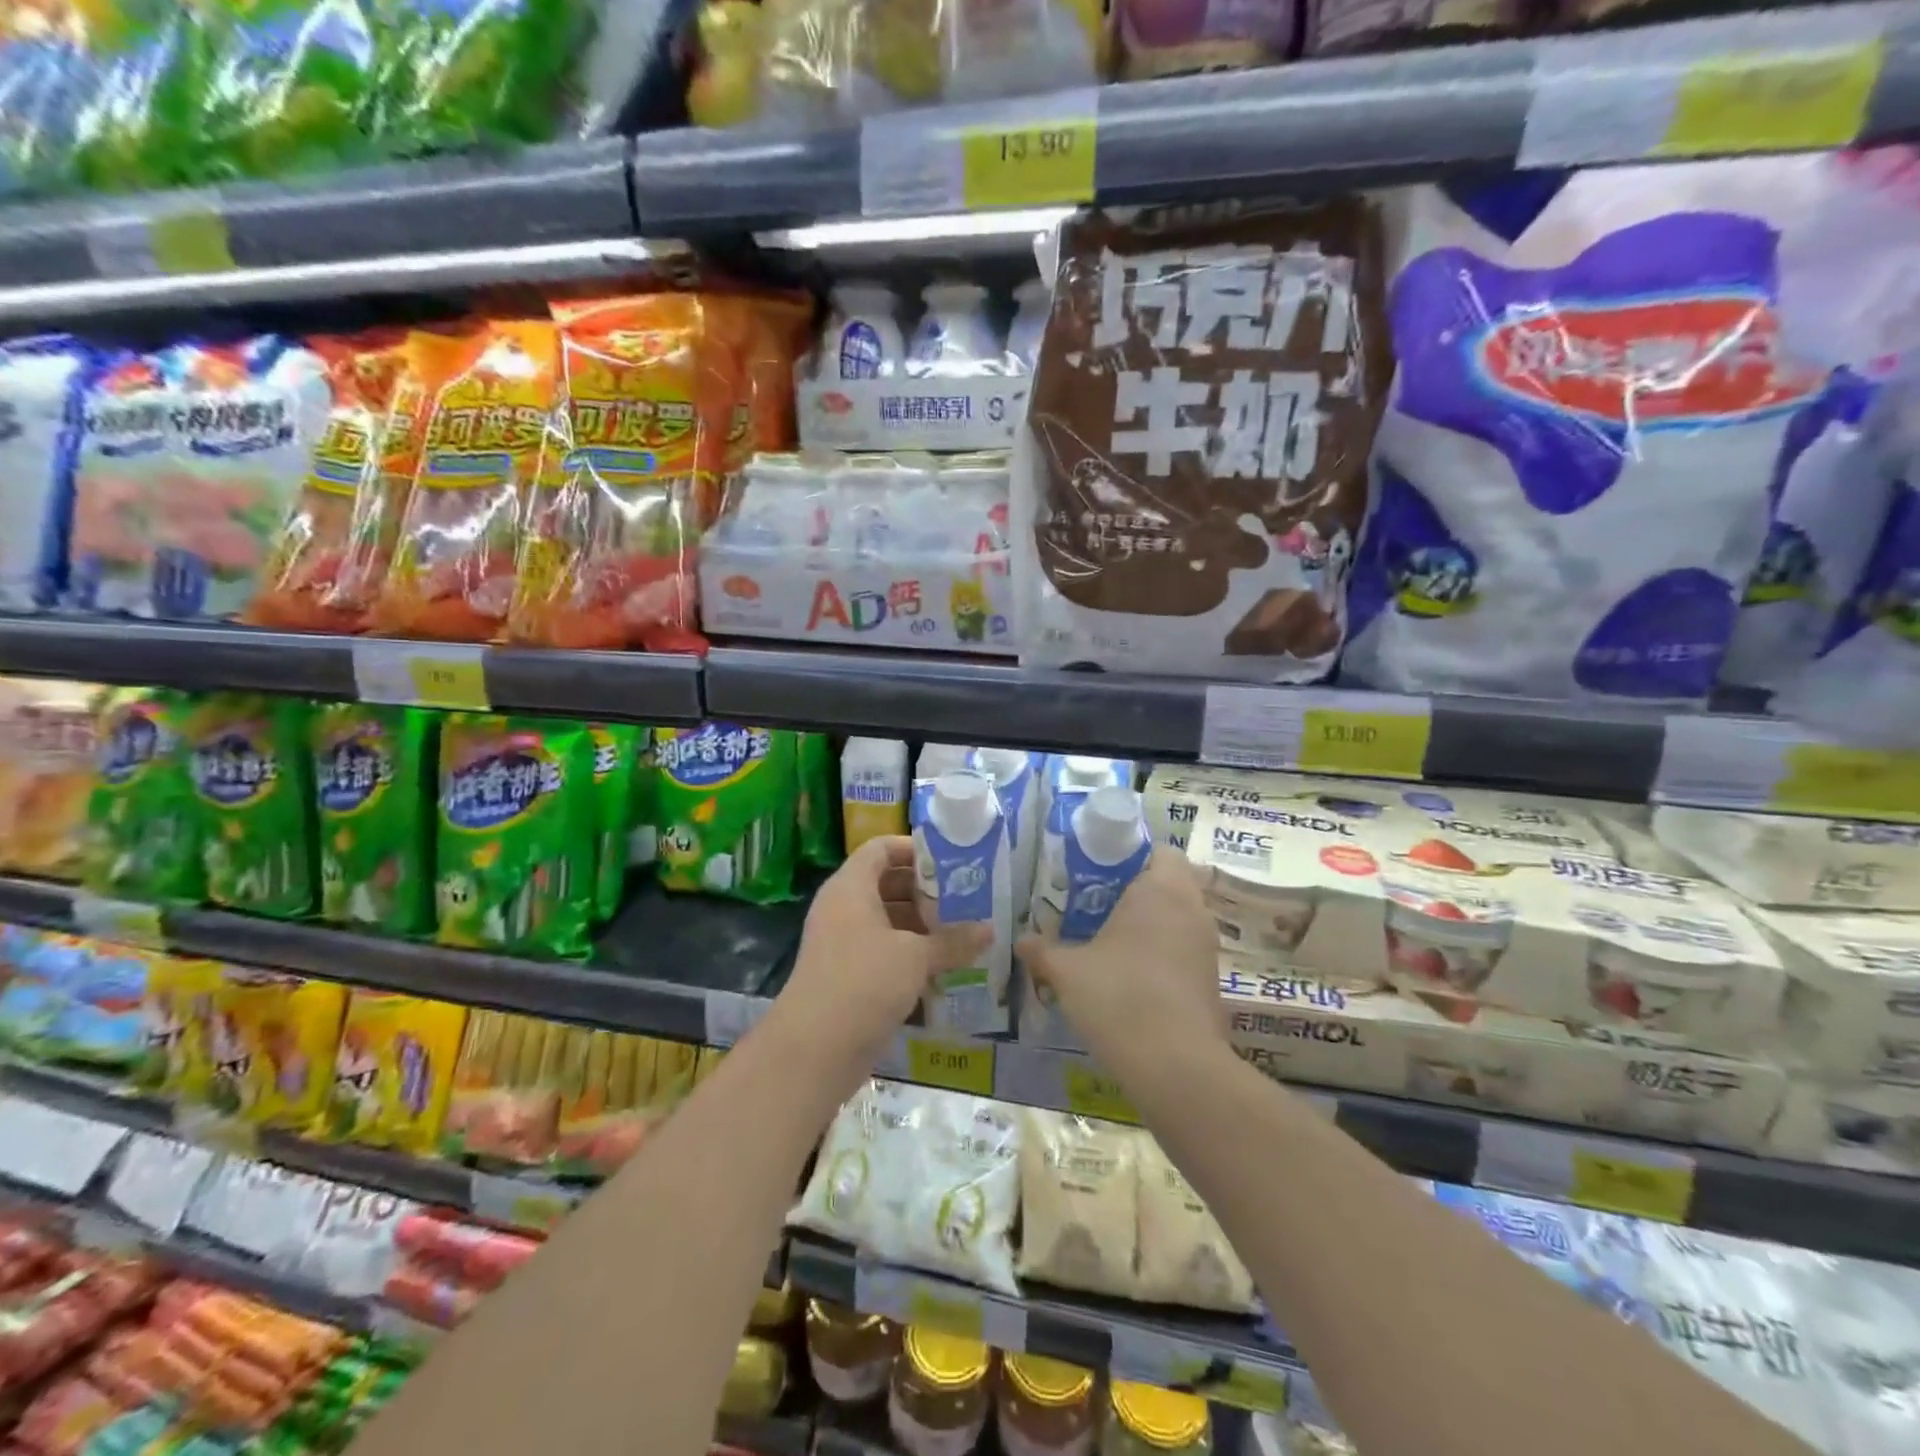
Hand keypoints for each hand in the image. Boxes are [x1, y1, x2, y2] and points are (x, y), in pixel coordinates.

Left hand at [773, 836, 990, 1082]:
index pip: (881, 848)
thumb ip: (953, 941)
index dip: (914, 848)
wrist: (814, 1049)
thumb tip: (989, 930)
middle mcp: (843, 908)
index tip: (951, 860)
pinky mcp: (848, 975)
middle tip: (967, 897)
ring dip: (922, 925)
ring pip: (887, 920)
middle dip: (926, 890)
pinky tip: (944, 965)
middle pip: (887, 884)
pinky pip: (884, 951)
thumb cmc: (864, 983)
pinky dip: (911, 953)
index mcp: (851, 887)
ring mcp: (843, 943)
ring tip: (964, 931)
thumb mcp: (915, 957)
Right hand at [1016, 848, 1226, 1096]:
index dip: (1133, 857)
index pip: (1161, 851)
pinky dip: (1163, 954)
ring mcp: (1207, 946)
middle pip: (1171, 883)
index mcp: (1161, 890)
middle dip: (1138, 891)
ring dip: (1152, 924)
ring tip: (1110, 942)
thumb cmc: (1119, 998)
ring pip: (1179, 918)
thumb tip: (1020, 940)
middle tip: (1098, 907)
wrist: (1176, 1066)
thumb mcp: (1068, 972)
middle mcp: (1192, 909)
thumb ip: (1042, 951)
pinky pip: (1185, 950)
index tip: (1101, 874)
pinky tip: (1131, 977)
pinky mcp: (1211, 979)